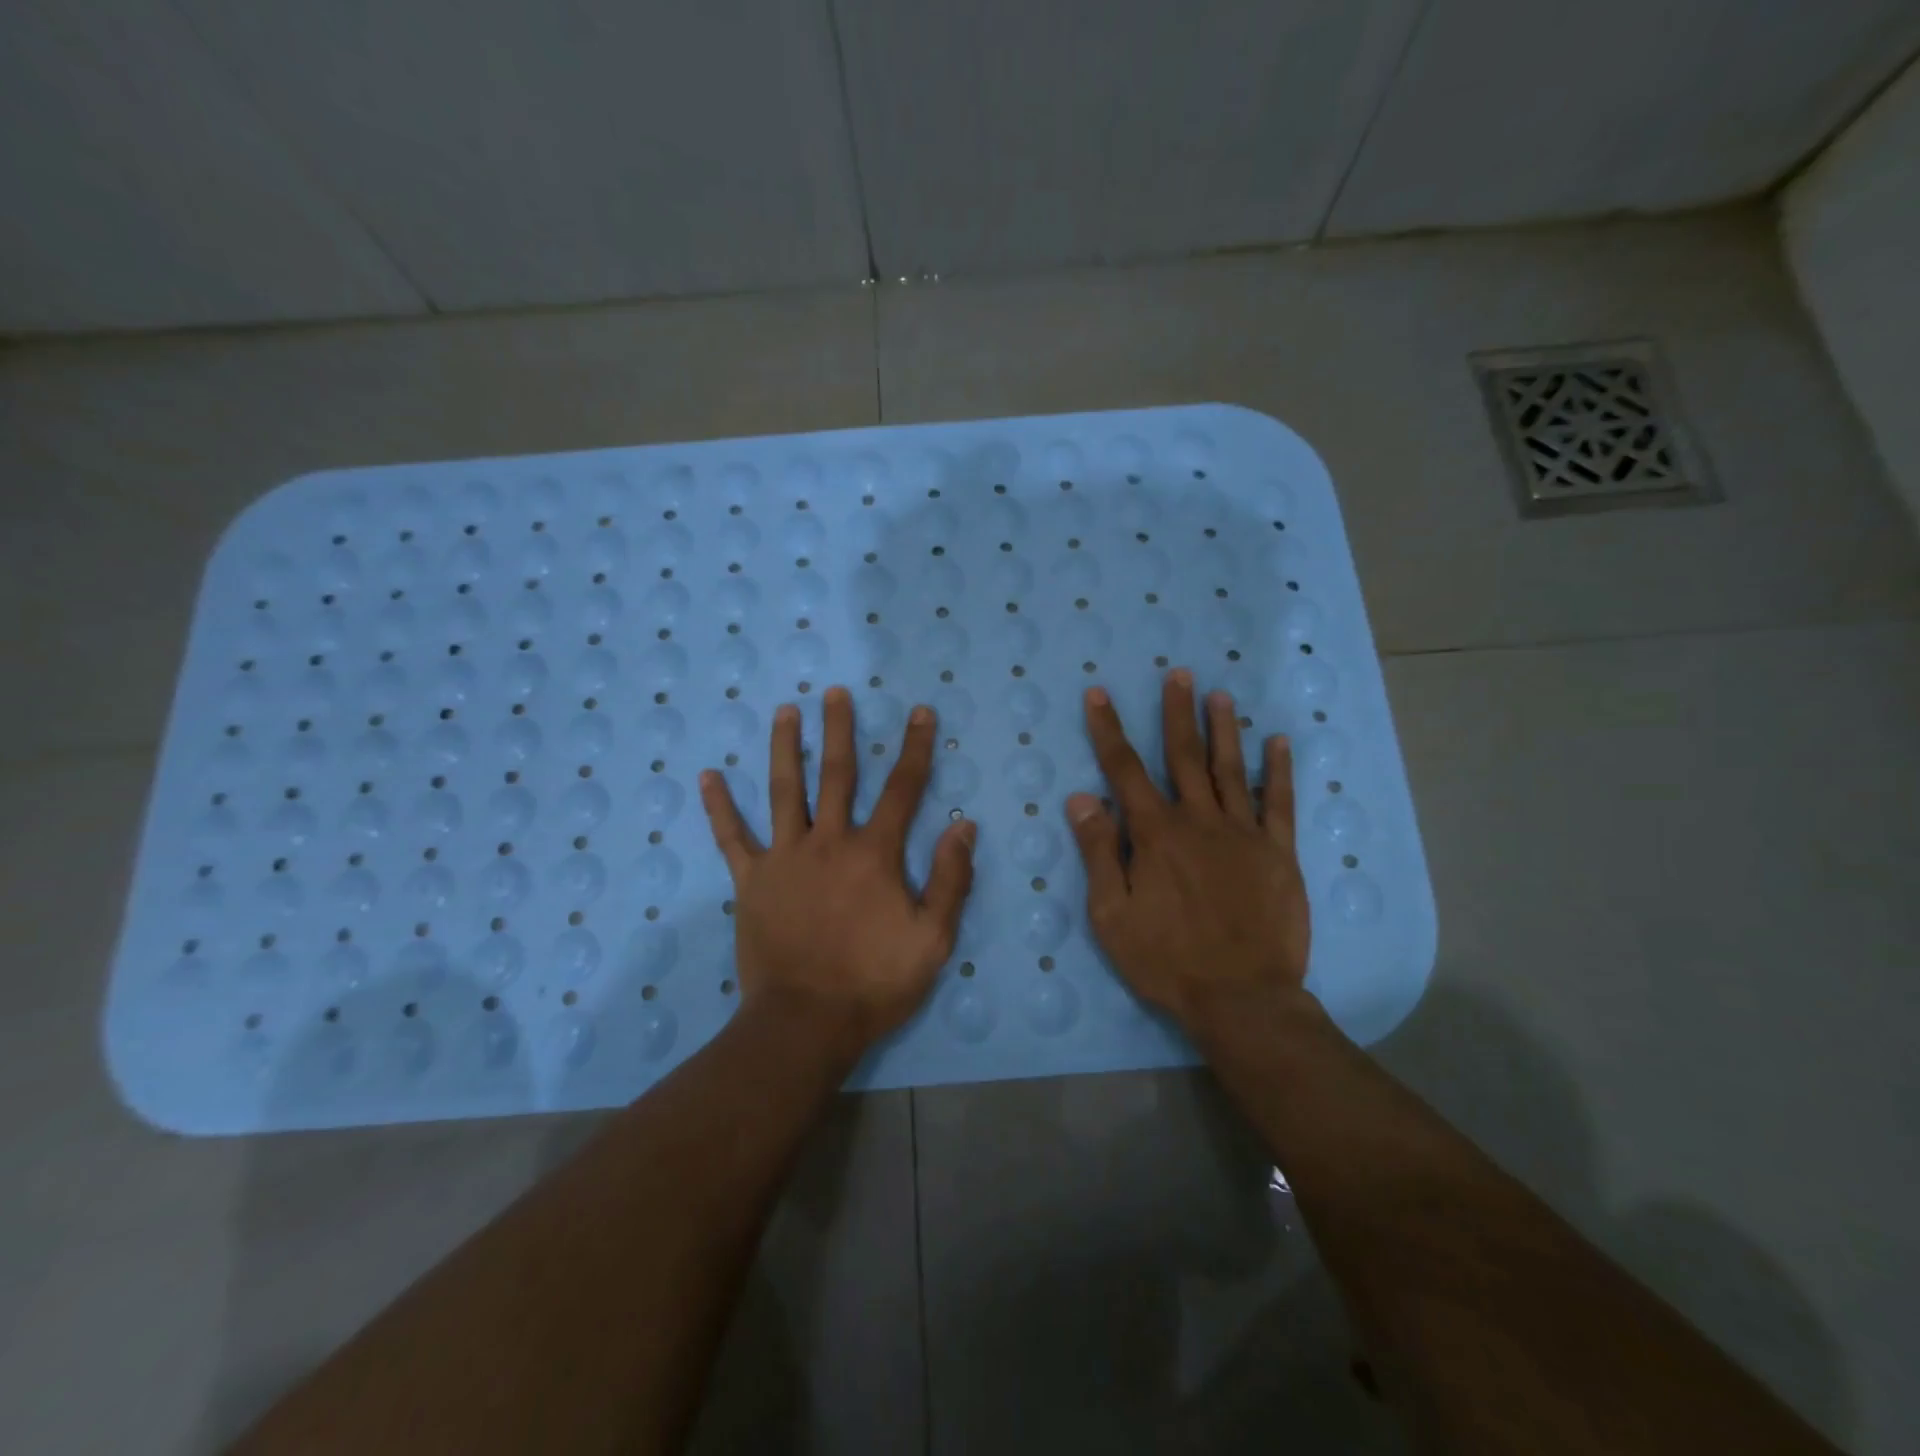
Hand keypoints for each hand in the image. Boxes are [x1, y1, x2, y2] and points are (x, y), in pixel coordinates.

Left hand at [700, 686, 975, 1055]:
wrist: (806, 1022)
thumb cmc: (874, 981)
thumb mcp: (932, 938)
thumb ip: (950, 878)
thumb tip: (963, 824)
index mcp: (874, 853)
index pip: (902, 789)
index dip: (915, 748)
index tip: (919, 712)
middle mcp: (829, 842)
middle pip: (837, 774)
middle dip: (839, 729)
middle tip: (834, 692)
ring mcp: (785, 857)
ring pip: (784, 791)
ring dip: (785, 747)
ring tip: (784, 711)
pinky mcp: (752, 880)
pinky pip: (732, 837)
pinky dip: (719, 807)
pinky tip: (708, 776)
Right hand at [1066, 669, 1310, 1030]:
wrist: (1242, 998)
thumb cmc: (1166, 959)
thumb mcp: (1112, 914)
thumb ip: (1100, 852)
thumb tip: (1082, 798)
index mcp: (1156, 834)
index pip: (1124, 770)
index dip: (1109, 730)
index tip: (1100, 694)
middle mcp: (1200, 821)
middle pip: (1184, 756)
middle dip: (1176, 713)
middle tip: (1178, 674)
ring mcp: (1244, 834)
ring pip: (1231, 770)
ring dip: (1223, 729)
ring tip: (1219, 695)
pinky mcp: (1279, 853)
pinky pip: (1280, 803)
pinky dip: (1280, 771)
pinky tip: (1279, 743)